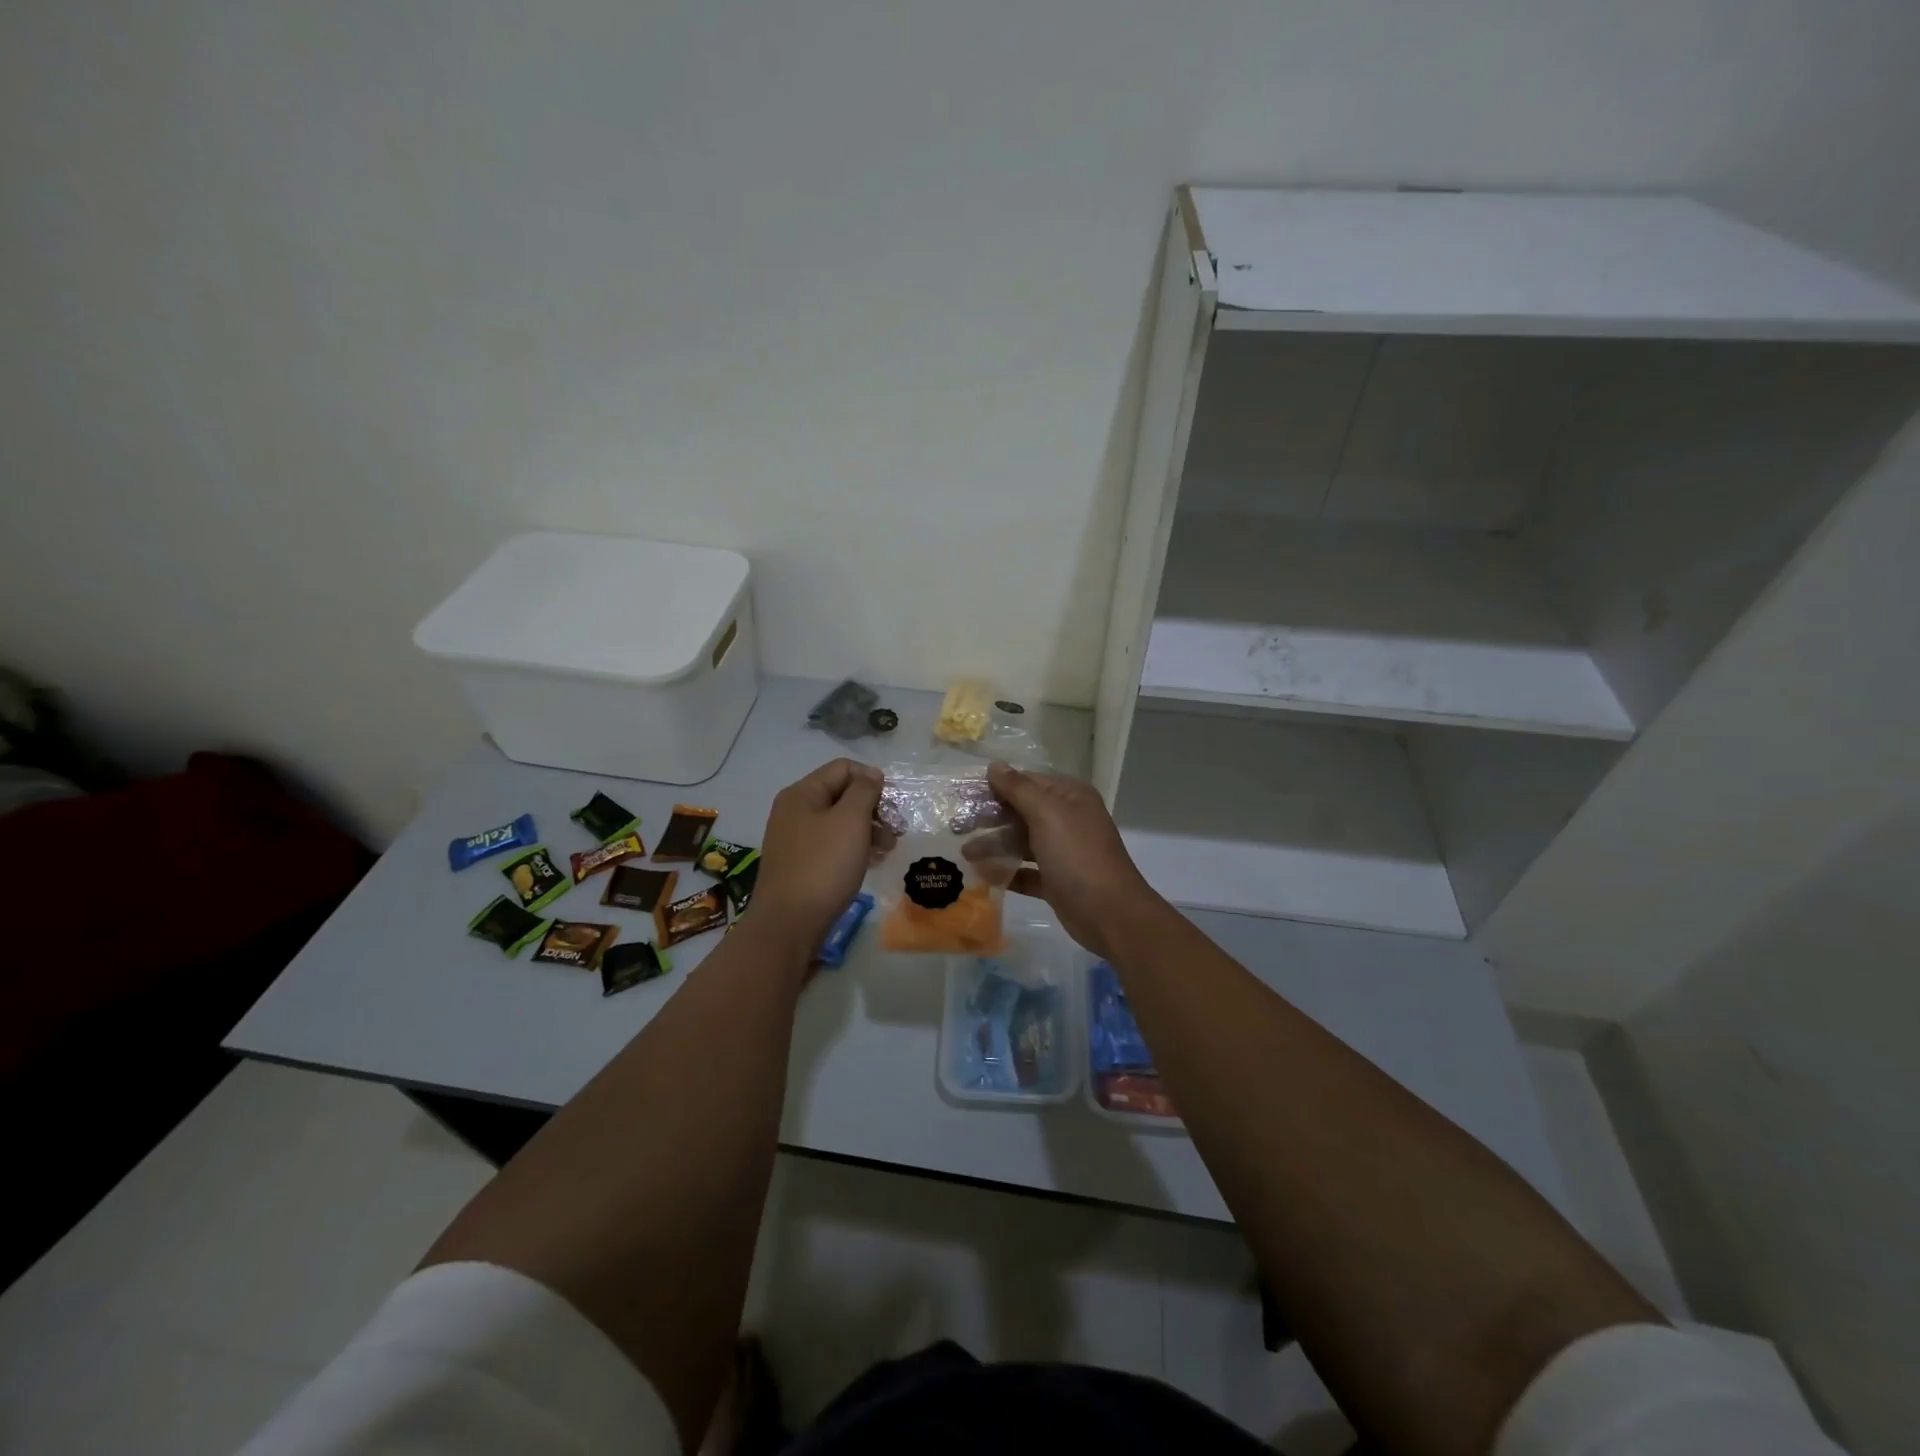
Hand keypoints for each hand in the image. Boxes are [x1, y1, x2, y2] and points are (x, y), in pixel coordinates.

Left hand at [753, 758, 884, 954]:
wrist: (789, 924)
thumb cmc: (824, 866)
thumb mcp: (850, 821)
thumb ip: (864, 791)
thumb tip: (871, 774)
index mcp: (802, 793)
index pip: (843, 768)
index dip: (872, 780)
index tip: (892, 805)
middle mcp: (794, 810)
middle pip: (841, 794)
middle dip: (872, 808)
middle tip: (896, 831)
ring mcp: (794, 839)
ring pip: (838, 822)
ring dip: (867, 830)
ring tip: (887, 850)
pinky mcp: (799, 864)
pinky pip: (831, 845)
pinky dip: (853, 848)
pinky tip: (869, 863)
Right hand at [976, 762, 1158, 961]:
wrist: (1110, 914)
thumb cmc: (1078, 856)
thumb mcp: (1047, 815)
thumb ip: (1019, 789)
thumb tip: (994, 765)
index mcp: (1069, 798)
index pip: (1025, 782)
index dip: (993, 787)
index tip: (961, 795)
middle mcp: (1067, 820)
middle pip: (1021, 812)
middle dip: (990, 818)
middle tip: (956, 827)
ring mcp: (1063, 852)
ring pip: (1022, 842)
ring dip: (995, 845)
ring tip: (966, 854)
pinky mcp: (1057, 881)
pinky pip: (1027, 871)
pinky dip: (1007, 871)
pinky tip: (984, 874)